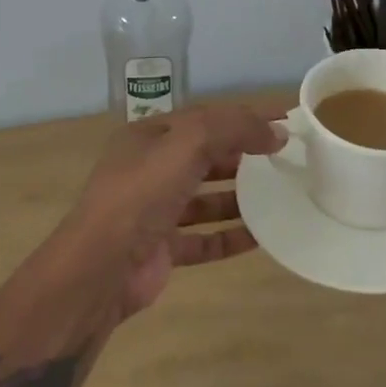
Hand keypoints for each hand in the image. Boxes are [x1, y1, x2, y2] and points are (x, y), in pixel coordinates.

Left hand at [61, 102, 284, 320]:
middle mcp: (149, 171)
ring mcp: (154, 212)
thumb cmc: (141, 194)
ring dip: (239, 197)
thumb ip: (233, 129)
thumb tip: (277, 131)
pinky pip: (204, 239)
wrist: (99, 270)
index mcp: (148, 138)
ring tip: (279, 195)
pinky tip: (261, 237)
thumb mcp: (188, 144)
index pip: (205, 118)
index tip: (285, 119)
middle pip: (205, 156)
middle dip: (243, 155)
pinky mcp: (162, 249)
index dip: (244, 116)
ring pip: (206, 199)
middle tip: (286, 158)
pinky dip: (230, 236)